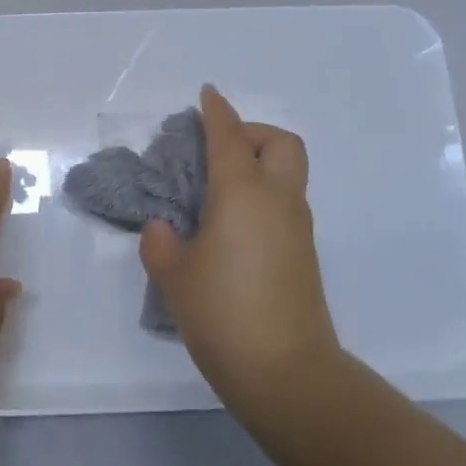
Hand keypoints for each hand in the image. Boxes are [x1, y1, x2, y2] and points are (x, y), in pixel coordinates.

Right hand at [141, 85, 340, 414]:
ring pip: (288, 173)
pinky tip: (232, 226)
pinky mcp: (304, 253)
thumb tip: (165, 228)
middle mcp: (277, 199)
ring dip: (259, 164)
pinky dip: (263, 195)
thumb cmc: (222, 313)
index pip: (229, 136)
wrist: (285, 372)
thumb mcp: (173, 276)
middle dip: (252, 132)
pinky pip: (286, 203)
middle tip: (218, 150)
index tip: (206, 94)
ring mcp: (297, 227)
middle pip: (281, 142)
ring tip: (218, 190)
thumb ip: (161, 242)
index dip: (216, 111)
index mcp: (242, 193)